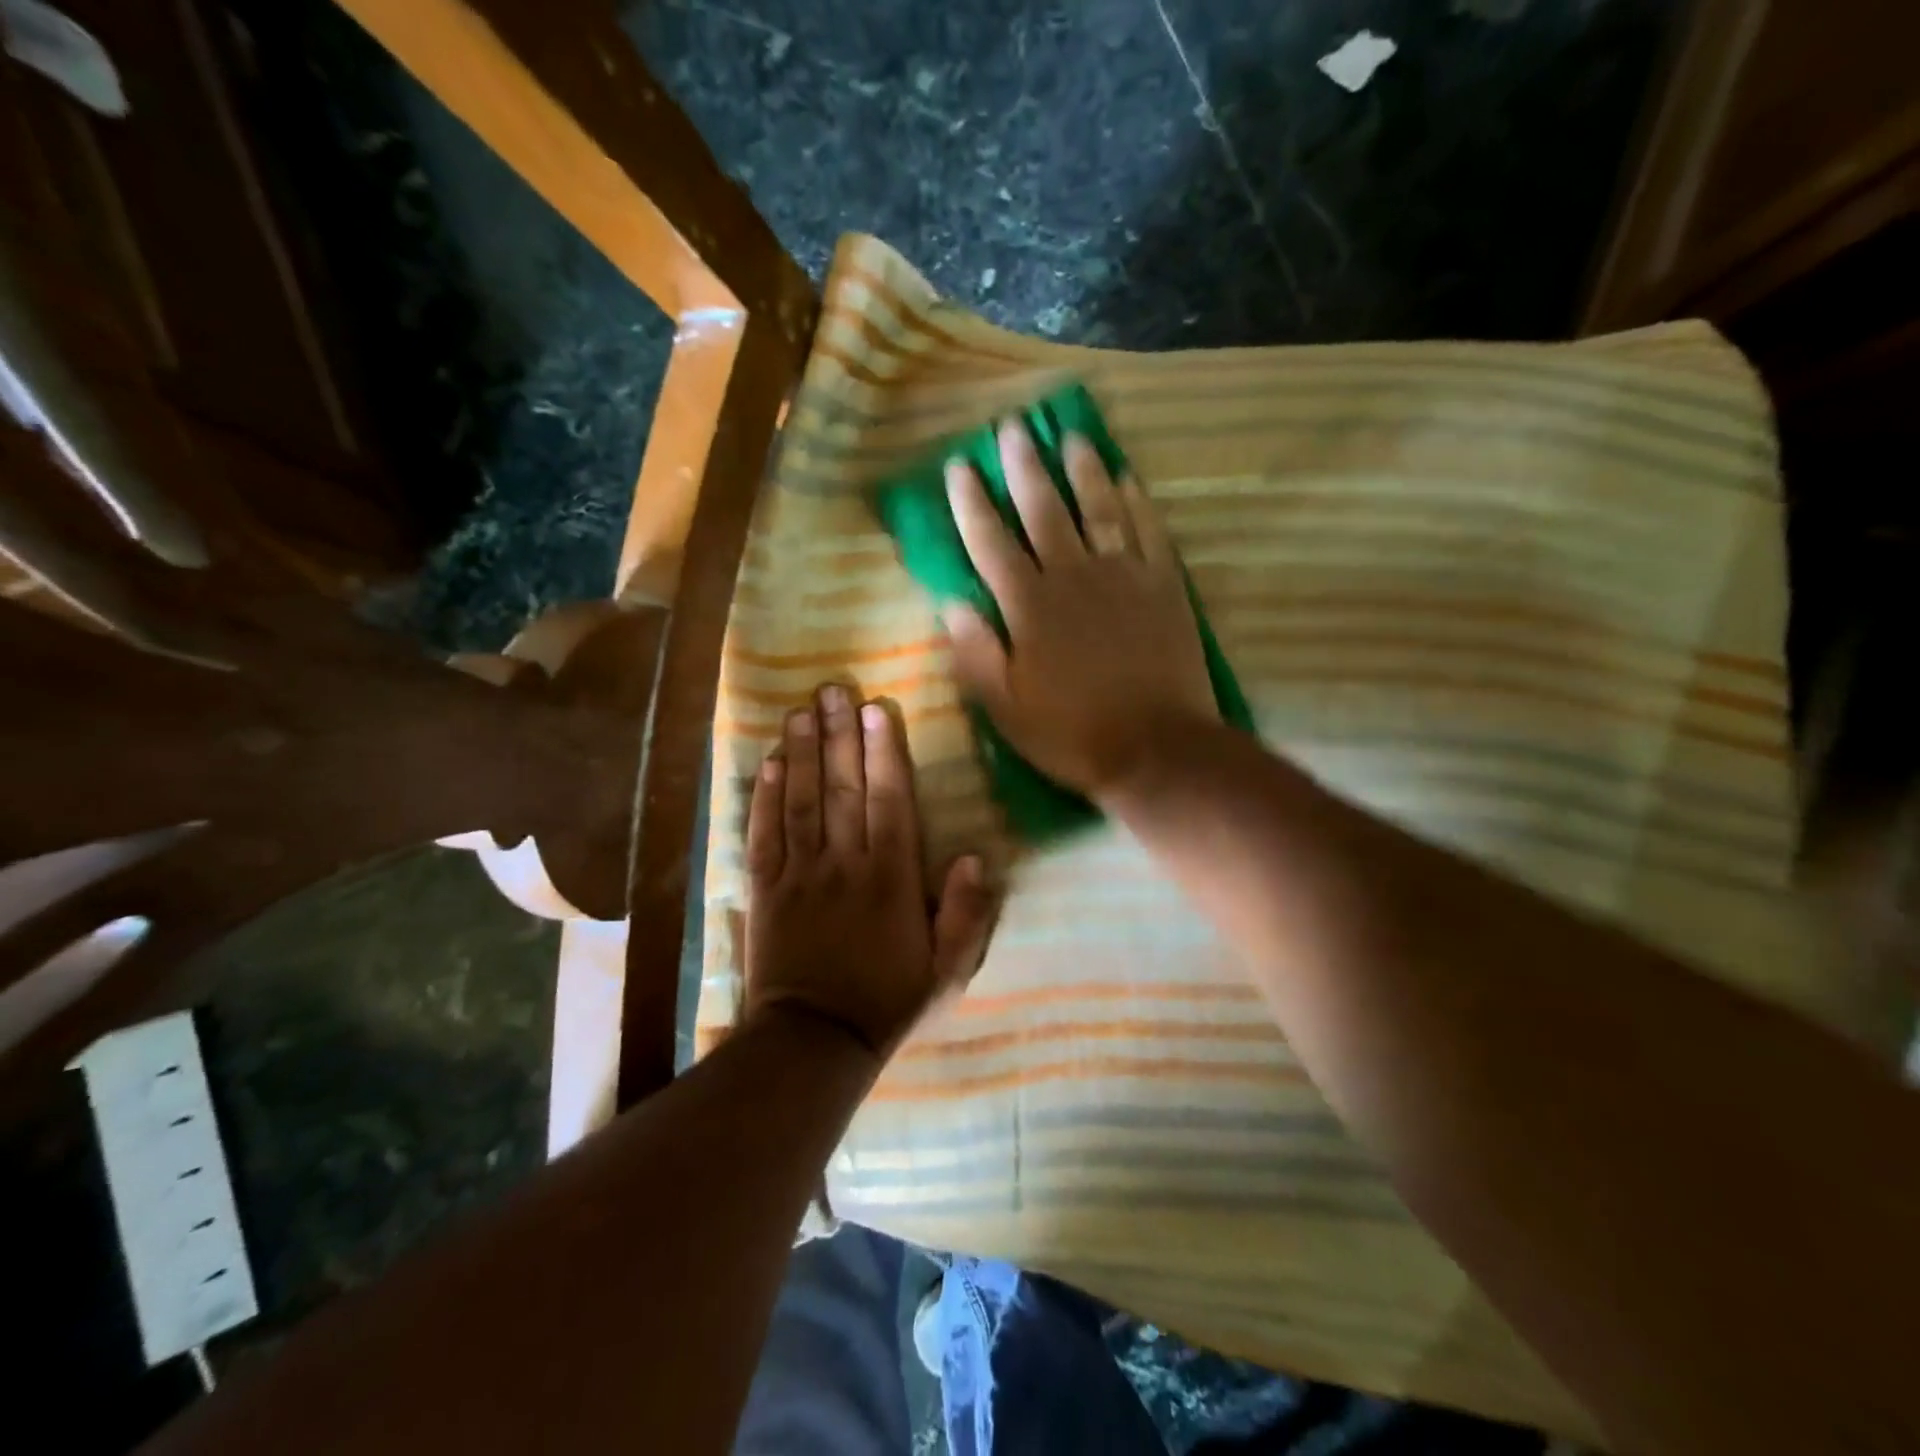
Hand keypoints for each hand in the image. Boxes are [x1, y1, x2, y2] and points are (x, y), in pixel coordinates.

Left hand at [744, 684, 996, 1060]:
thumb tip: (976, 858)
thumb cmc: (887, 1000)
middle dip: (839, 735)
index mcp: (891, 878)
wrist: (814, 1041)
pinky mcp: (765, 888)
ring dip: (802, 753)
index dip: (883, 752)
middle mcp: (844, 863)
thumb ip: (966, 915)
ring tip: (799, 711)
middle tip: (833, 689)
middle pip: (842, 788)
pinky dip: (764, 797)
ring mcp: (800, 873)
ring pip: (801, 801)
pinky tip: (768, 763)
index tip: (876, 709)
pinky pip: (763, 834)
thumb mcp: (946, 970)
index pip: (888, 801)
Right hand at [943, 419, 1217, 801]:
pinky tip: (1128, 478)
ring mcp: (1124, 577)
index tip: (959, 465)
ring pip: (1099, 509)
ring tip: (1071, 437)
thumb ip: (976, 653)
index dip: (971, 503)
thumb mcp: (1005, 708)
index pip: (991, 543)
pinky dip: (1137, 502)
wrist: (1156, 748)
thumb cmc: (1071, 734)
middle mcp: (1074, 577)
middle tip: (1014, 428)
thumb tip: (952, 603)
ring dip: (1083, 470)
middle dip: (1025, 467)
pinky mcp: (1164, 586)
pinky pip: (1149, 531)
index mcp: (1030, 607)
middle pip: (1045, 510)